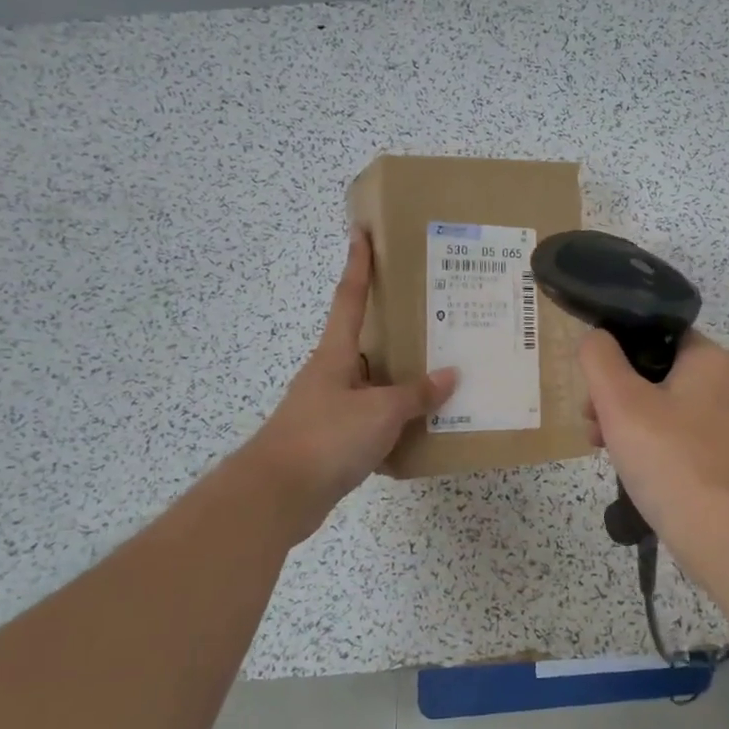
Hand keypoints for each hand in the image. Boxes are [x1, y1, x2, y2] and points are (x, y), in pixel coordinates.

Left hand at [243, 230, 456, 522]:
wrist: (277, 497)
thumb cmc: (326, 438)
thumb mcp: (380, 412)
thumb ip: (416, 394)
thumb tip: (451, 376)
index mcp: (336, 354)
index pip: (350, 297)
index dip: (358, 264)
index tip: (362, 232)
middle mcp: (331, 374)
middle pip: (367, 341)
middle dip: (396, 328)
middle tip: (436, 314)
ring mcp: (330, 408)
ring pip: (373, 384)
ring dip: (402, 380)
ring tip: (442, 372)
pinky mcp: (333, 440)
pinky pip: (373, 421)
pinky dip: (396, 422)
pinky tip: (424, 429)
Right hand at [578, 328, 728, 543]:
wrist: (721, 534)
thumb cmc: (669, 457)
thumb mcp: (620, 400)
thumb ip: (599, 358)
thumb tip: (596, 338)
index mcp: (707, 359)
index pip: (655, 331)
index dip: (617, 346)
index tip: (592, 375)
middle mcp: (722, 384)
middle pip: (653, 370)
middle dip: (614, 390)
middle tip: (589, 415)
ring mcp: (723, 423)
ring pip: (660, 405)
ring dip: (624, 418)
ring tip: (597, 443)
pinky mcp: (719, 457)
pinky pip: (673, 435)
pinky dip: (646, 442)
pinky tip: (624, 465)